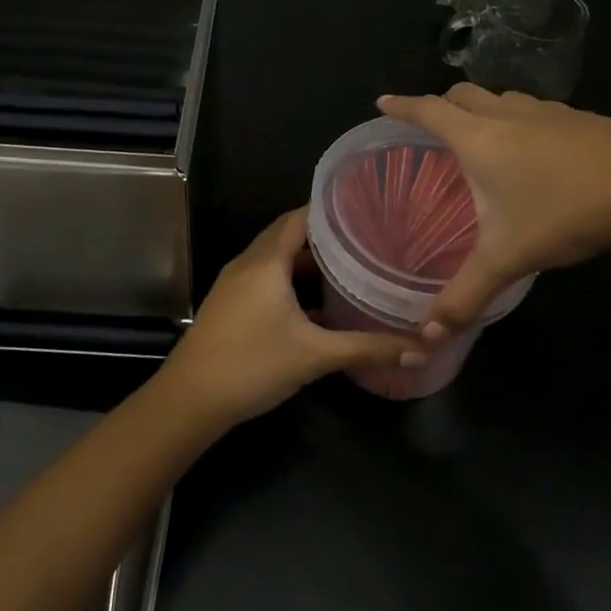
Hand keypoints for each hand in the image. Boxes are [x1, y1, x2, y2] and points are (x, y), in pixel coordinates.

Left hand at [161, 209, 427, 427]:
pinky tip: (317, 305)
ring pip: (276, 258)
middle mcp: (249, 262)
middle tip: (364, 237)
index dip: (331, 210)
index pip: (300, 217)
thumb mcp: (315, 356)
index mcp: (267, 261)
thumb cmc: (252, 365)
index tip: (365, 210)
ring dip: (307, 260)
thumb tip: (420, 348)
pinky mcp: (230, 303)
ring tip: (348, 266)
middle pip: (288, 234)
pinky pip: (266, 277)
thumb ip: (367, 348)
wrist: (190, 400)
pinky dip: (290, 280)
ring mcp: (235, 283)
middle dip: (324, 235)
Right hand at [377, 85, 610, 334]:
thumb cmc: (565, 210)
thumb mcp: (510, 257)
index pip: (428, 111)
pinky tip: (533, 147)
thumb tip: (426, 334)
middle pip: (462, 94)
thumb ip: (466, 294)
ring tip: (479, 133)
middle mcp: (506, 115)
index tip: (382, 102)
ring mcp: (546, 112)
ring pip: (500, 98)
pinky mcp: (578, 118)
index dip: (402, 106)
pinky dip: (517, 118)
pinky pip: (533, 109)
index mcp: (478, 138)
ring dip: (481, 107)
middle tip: (430, 124)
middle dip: (440, 103)